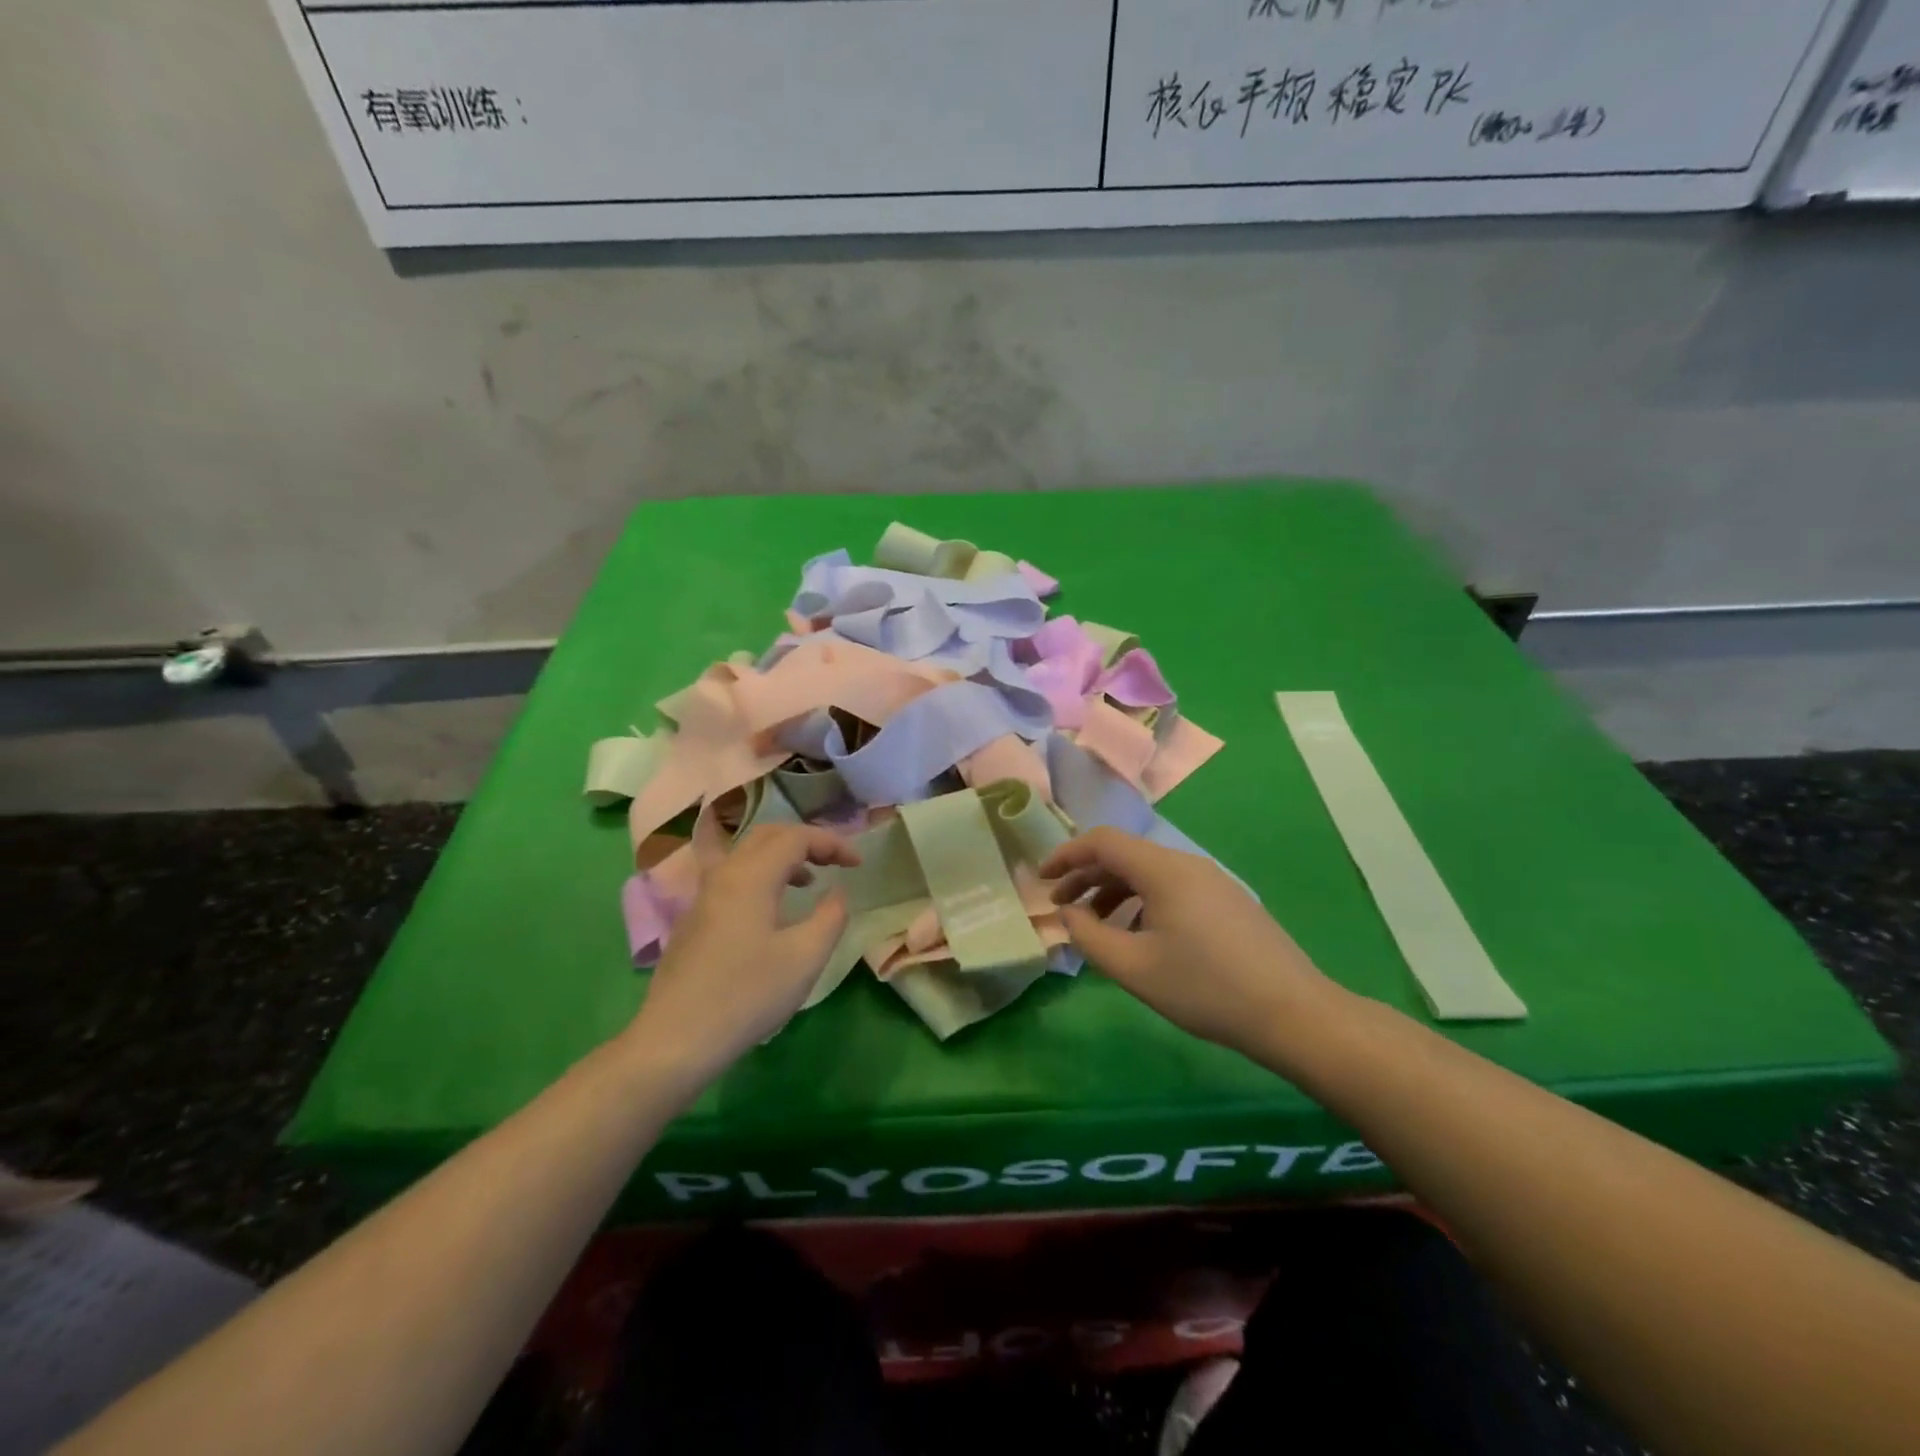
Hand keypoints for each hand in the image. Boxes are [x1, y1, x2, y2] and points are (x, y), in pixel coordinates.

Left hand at [627, 824, 857, 1089]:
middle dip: (806, 841)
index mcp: (751, 876)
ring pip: (746, 854)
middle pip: (767, 835)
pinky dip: (761, 875)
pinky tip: (772, 911)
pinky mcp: (693, 919)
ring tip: (809, 882)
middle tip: (834, 862)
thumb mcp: (805, 958)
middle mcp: (723, 875)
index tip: (857, 865)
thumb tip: (837, 892)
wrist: (676, 1039)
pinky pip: (732, 876)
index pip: (796, 837)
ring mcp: (703, 896)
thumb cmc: (747, 995)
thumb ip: (830, 916)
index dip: (831, 843)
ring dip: (782, 857)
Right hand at [1043, 827, 1331, 1061]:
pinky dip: (1142, 902)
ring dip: (1114, 892)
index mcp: (1163, 870)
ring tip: (1096, 927)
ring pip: (1149, 873)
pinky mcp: (1227, 901)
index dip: (1066, 855)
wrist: (1292, 1013)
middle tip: (1062, 907)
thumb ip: (1089, 937)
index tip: (1042, 879)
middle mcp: (1187, 864)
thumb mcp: (1134, 968)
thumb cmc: (1205, 988)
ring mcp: (1212, 881)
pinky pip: (1172, 888)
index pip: (1102, 841)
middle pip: (1125, 855)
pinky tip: (1140, 937)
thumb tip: (1069, 915)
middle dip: (1086, 877)